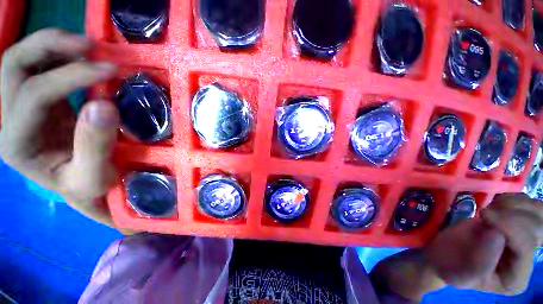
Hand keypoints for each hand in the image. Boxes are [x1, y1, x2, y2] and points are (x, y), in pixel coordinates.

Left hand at [0, 29, 118, 226]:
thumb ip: (96, 145)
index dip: (70, 76)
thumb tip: (104, 105)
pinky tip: (84, 58)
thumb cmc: (87, 186)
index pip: (34, 95)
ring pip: (23, 58)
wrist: (82, 186)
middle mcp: (10, 119)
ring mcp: (22, 107)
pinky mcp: (38, 101)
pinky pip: (40, 66)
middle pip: (14, 66)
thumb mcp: (94, 176)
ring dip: (55, 44)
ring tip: (89, 47)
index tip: (110, 70)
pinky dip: (61, 54)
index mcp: (17, 143)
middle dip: (50, 46)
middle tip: (90, 47)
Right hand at [425, 193, 542, 295]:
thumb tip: (495, 233)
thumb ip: (481, 261)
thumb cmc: (451, 267)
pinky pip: (527, 204)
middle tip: (487, 211)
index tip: (482, 214)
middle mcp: (528, 259)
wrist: (444, 256)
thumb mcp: (462, 274)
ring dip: (514, 204)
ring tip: (491, 207)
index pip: (525, 247)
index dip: (509, 227)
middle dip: (513, 214)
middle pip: (538, 227)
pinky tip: (496, 204)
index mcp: (516, 278)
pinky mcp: (518, 225)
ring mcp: (525, 241)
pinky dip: (513, 198)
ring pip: (537, 212)